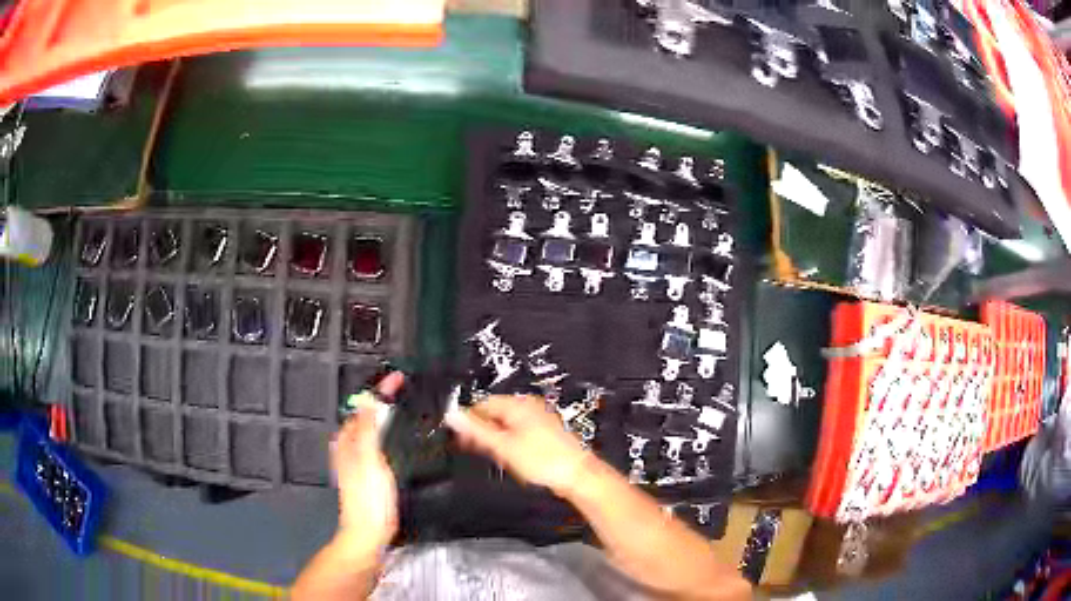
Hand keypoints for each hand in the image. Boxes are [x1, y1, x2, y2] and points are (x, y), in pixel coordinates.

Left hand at [331, 372, 403, 555]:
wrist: (369, 531)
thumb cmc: (369, 497)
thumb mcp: (369, 459)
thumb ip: (367, 429)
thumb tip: (367, 398)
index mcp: (348, 441)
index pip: (363, 407)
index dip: (380, 391)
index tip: (399, 378)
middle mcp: (350, 447)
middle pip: (366, 416)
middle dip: (382, 400)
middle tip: (404, 389)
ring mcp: (359, 461)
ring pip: (372, 430)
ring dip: (386, 416)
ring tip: (405, 407)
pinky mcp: (370, 473)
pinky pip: (378, 444)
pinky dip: (388, 433)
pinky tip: (401, 438)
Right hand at [445, 395, 591, 496]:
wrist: (577, 475)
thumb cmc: (544, 460)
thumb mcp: (502, 446)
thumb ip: (476, 431)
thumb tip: (453, 416)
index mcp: (518, 405)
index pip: (483, 404)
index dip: (468, 420)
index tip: (456, 435)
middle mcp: (529, 407)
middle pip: (495, 414)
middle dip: (481, 430)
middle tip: (469, 447)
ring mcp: (539, 420)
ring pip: (507, 425)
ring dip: (494, 439)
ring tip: (490, 455)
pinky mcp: (545, 434)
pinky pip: (519, 433)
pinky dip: (509, 443)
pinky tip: (508, 458)